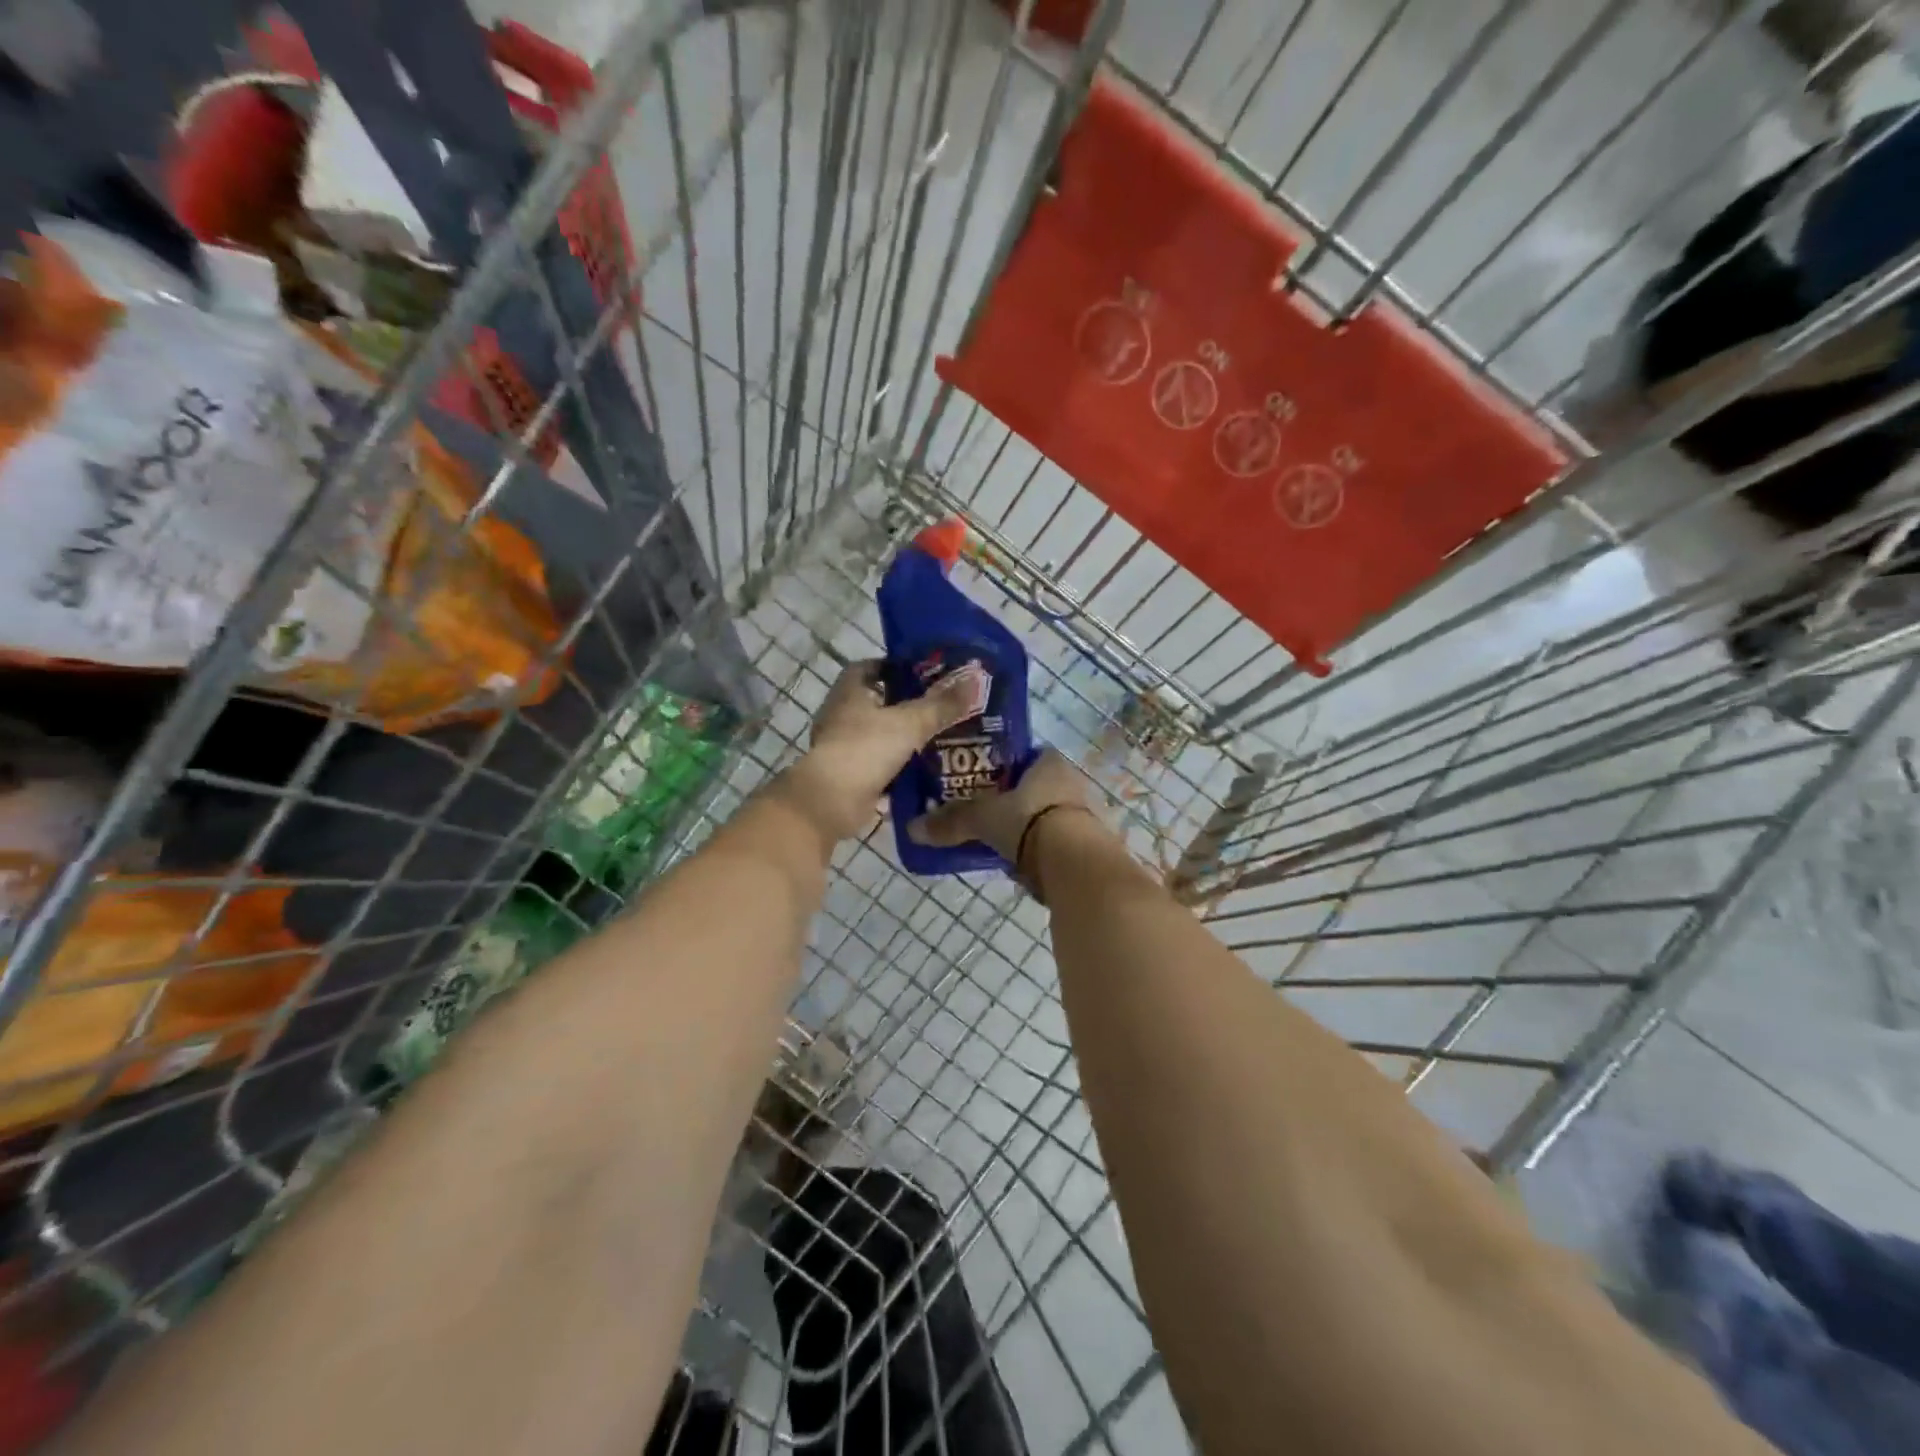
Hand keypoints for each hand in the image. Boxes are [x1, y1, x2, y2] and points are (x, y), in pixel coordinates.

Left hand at [777, 661, 975, 844]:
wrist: (831, 801)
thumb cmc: (865, 749)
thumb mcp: (910, 723)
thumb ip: (942, 704)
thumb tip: (976, 678)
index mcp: (850, 692)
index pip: (870, 667)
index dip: (895, 667)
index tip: (925, 673)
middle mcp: (842, 715)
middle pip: (877, 702)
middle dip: (907, 705)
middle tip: (942, 707)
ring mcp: (843, 746)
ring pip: (879, 735)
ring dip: (903, 737)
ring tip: (940, 737)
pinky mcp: (849, 775)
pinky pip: (879, 765)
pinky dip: (898, 767)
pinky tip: (925, 770)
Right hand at [908, 748, 1096, 862]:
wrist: (1077, 866)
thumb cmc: (1030, 822)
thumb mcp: (984, 819)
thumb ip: (952, 822)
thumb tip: (912, 828)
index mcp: (1050, 762)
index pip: (1026, 754)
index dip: (1005, 765)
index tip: (982, 779)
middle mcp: (1072, 781)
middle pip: (1036, 786)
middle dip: (1014, 800)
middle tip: (986, 813)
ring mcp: (1085, 814)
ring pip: (1048, 815)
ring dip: (1028, 826)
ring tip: (1000, 841)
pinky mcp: (1089, 845)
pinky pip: (1058, 841)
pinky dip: (1041, 850)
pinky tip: (1022, 863)